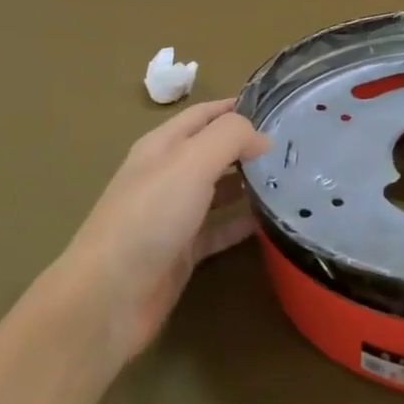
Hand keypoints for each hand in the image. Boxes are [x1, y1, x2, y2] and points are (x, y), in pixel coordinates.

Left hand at [47, 100, 270, 366]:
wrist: (110, 297)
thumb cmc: (149, 217)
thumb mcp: (191, 162)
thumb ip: (230, 138)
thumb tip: (262, 138)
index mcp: (163, 146)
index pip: (204, 114)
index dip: (237, 107)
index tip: (279, 107)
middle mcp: (168, 175)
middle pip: (214, 151)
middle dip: (249, 146)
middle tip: (294, 147)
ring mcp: (174, 215)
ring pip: (219, 190)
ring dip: (250, 184)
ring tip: (292, 180)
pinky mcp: (182, 251)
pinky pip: (220, 230)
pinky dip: (243, 224)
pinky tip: (273, 222)